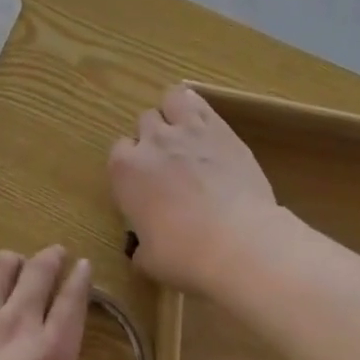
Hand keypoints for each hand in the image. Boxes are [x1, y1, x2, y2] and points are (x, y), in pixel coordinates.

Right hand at [108, 83, 280, 293]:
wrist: (239, 243)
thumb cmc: (187, 256)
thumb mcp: (151, 260)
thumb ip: (141, 246)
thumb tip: (141, 249)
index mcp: (125, 171)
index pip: (119, 152)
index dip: (133, 166)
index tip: (145, 185)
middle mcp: (151, 141)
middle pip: (145, 122)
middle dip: (154, 138)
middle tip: (170, 163)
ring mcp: (186, 130)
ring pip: (170, 99)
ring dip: (174, 113)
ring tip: (186, 134)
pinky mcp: (220, 128)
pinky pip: (200, 103)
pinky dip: (198, 109)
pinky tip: (206, 124)